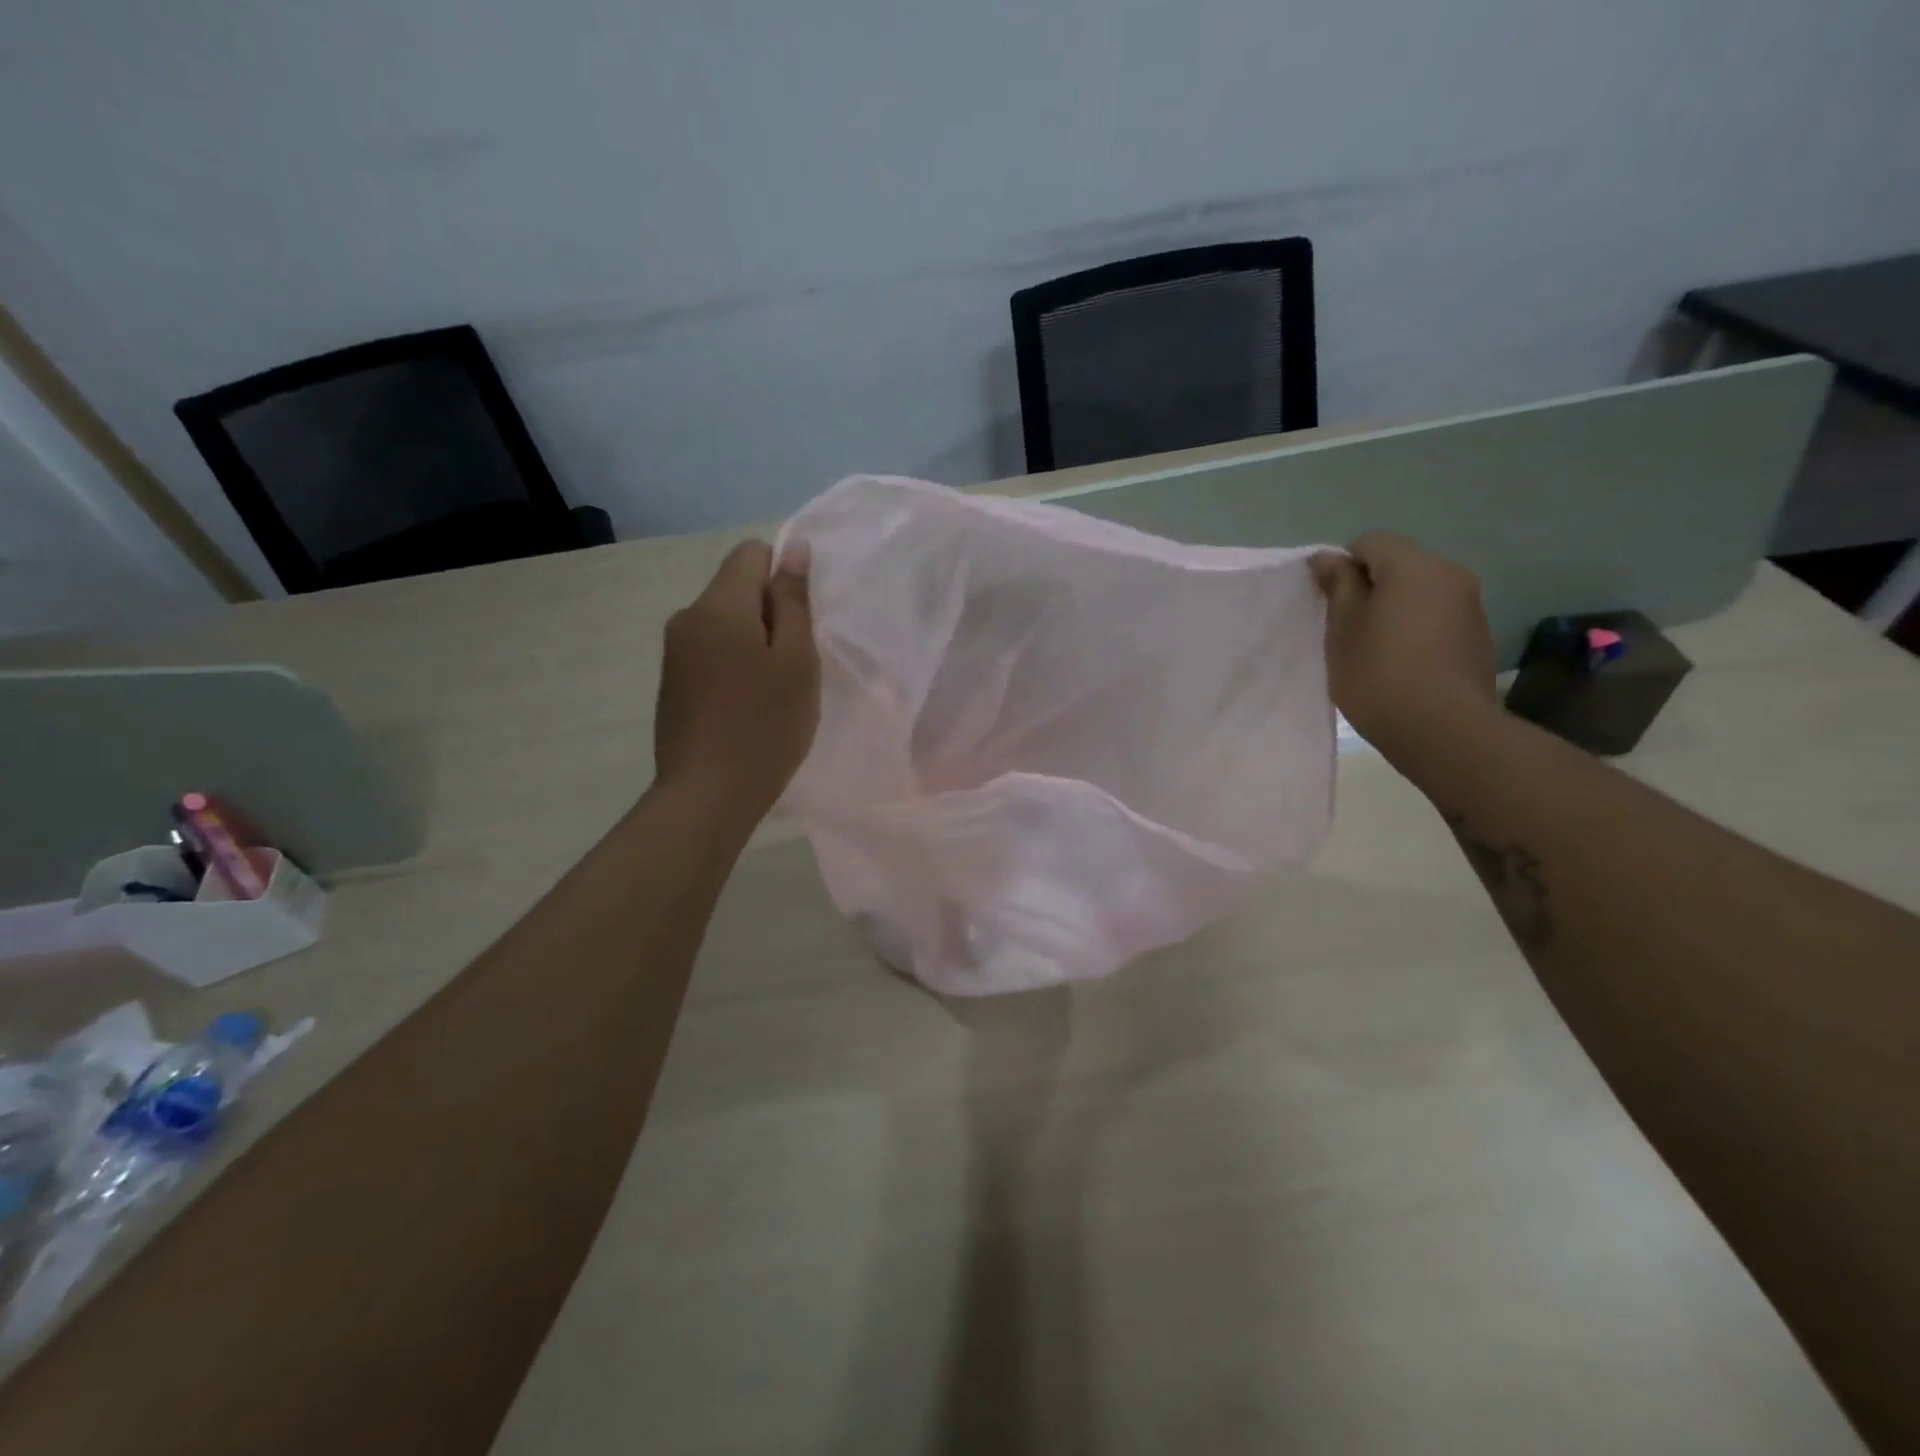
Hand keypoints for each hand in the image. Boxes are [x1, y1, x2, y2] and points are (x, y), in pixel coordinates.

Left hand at [654, 539, 819, 818]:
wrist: (707, 796)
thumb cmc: (765, 726)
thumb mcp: (796, 661)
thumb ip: (793, 600)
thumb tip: (793, 547)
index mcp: (718, 606)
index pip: (751, 553)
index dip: (784, 577)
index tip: (800, 624)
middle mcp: (687, 617)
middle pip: (736, 589)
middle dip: (770, 615)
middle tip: (794, 666)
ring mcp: (674, 652)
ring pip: (724, 624)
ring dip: (754, 643)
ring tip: (772, 692)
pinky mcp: (672, 683)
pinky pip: (710, 652)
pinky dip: (734, 666)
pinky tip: (747, 707)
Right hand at [1310, 532, 1498, 760]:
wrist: (1444, 730)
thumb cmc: (1379, 674)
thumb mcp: (1342, 629)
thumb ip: (1337, 586)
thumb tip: (1328, 558)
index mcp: (1414, 567)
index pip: (1370, 542)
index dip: (1342, 566)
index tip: (1328, 603)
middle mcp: (1450, 575)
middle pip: (1399, 565)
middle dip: (1369, 588)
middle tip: (1345, 628)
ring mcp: (1471, 607)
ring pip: (1419, 592)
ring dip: (1394, 610)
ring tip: (1373, 650)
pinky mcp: (1478, 637)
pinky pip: (1437, 618)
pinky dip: (1415, 630)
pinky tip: (1401, 665)